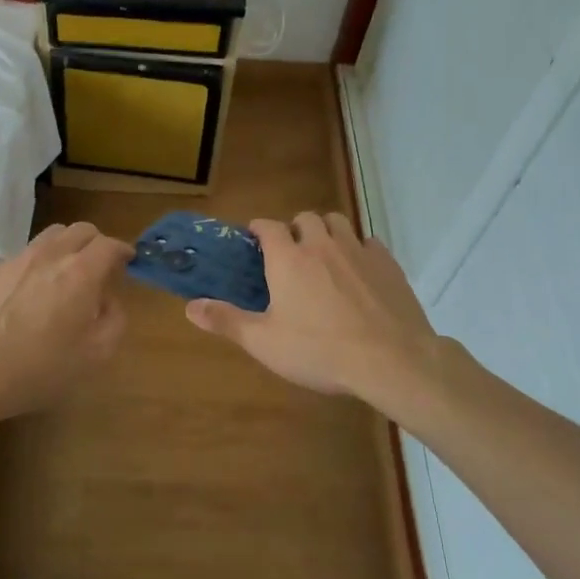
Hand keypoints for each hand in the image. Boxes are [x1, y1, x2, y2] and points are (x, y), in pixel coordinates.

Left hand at [0, 221, 132, 420]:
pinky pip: (28, 252)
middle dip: (97, 243)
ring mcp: (19, 259)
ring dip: (69, 245)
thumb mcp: (95, 355)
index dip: (123, 250)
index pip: (109, 245)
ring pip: (52, 235)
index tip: (129, 261)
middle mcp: (51, 255)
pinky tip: (37, 288)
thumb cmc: (40, 368)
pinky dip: (43, 259)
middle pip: (81, 230)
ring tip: (69, 271)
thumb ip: (113, 320)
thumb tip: (109, 300)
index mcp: (81, 272)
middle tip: (102, 266)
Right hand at [186, 212, 441, 404]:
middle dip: (295, 229)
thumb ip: (226, 321)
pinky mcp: (387, 263)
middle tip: (291, 254)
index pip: (267, 226)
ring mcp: (358, 250)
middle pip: (305, 218)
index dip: (258, 229)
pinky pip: (369, 242)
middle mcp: (322, 244)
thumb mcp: (264, 343)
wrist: (391, 360)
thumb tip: (189, 307)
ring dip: (327, 232)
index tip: (254, 240)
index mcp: (288, 259)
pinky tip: (359, 272)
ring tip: (324, 256)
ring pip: (339, 222)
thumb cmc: (320, 351)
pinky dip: (359, 249)